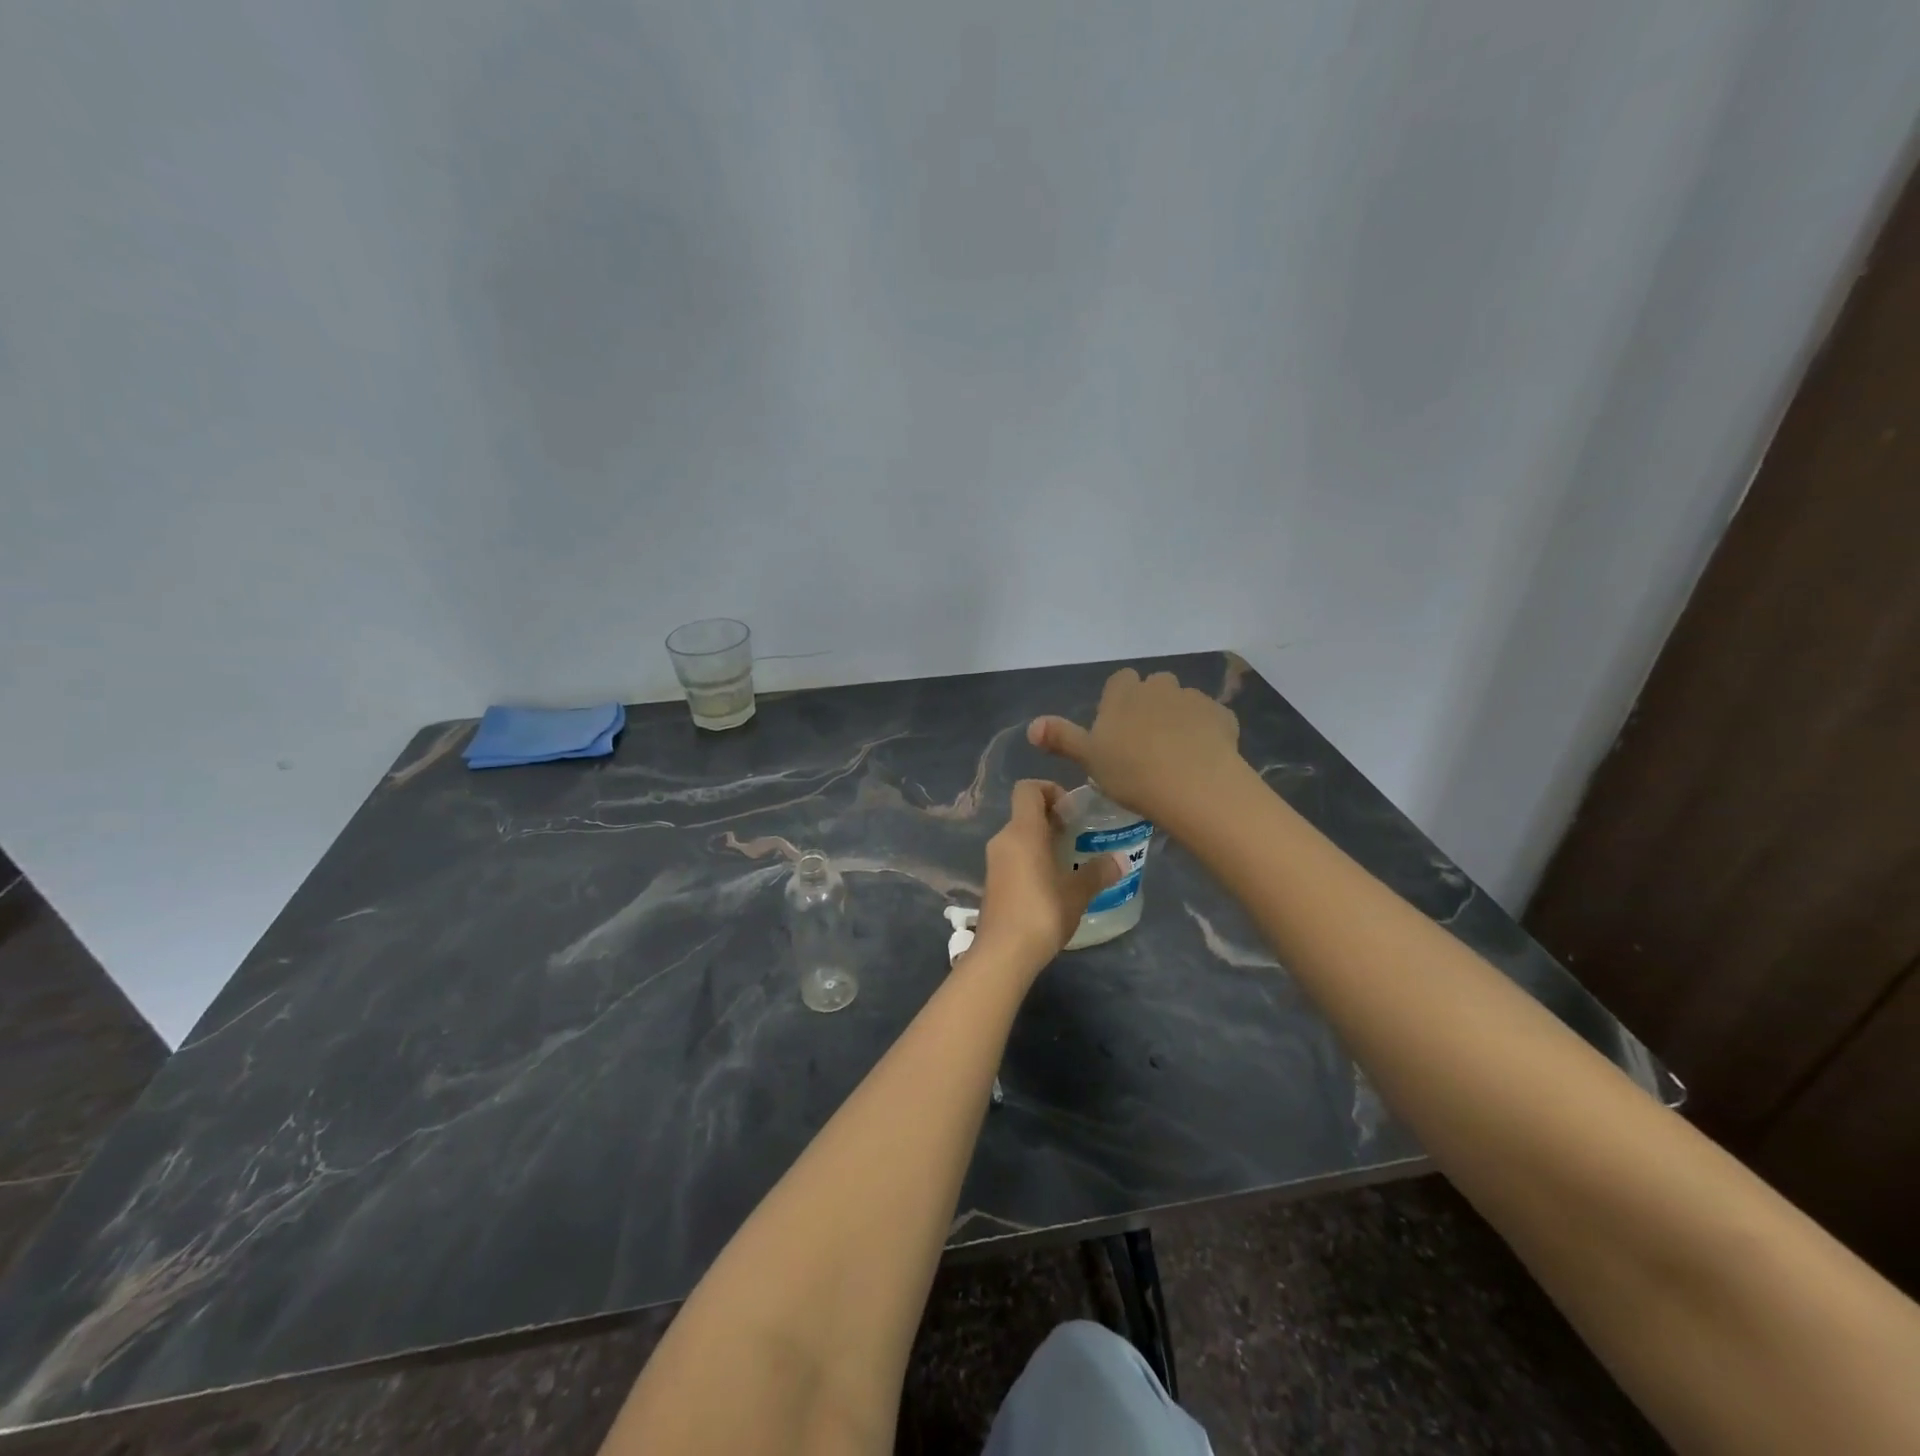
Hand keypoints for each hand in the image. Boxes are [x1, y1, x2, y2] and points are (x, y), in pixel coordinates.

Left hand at [970, 780, 1119, 972]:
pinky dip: (1032, 858)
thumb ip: (1098, 872)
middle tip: (1078, 837)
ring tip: (1071, 861)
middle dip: (1053, 819)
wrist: (1003, 953)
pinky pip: (1014, 856)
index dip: (1050, 790)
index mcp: (1022, 831)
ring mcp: (994, 861)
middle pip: (1025, 812)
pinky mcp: (992, 881)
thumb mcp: (1077, 892)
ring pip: (1020, 836)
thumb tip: (1120, 860)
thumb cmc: (1042, 912)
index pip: (1028, 789)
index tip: (1072, 811)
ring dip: (1043, 841)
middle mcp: (1003, 838)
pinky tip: (1053, 882)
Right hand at [1028, 669, 1241, 823]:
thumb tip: (1031, 726)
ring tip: (1176, 756)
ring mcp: (1194, 699)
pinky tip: (1202, 760)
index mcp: (1123, 693)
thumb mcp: (1088, 759)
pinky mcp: (1223, 716)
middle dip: (1150, 707)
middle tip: (1145, 745)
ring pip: (1183, 703)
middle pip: (1153, 687)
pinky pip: (1210, 720)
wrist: (1194, 786)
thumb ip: (1061, 739)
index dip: (1118, 702)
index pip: (1120, 681)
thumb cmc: (1131, 772)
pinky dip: (1206, 733)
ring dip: (1178, 720)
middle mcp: (1159, 686)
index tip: (1117, 731)